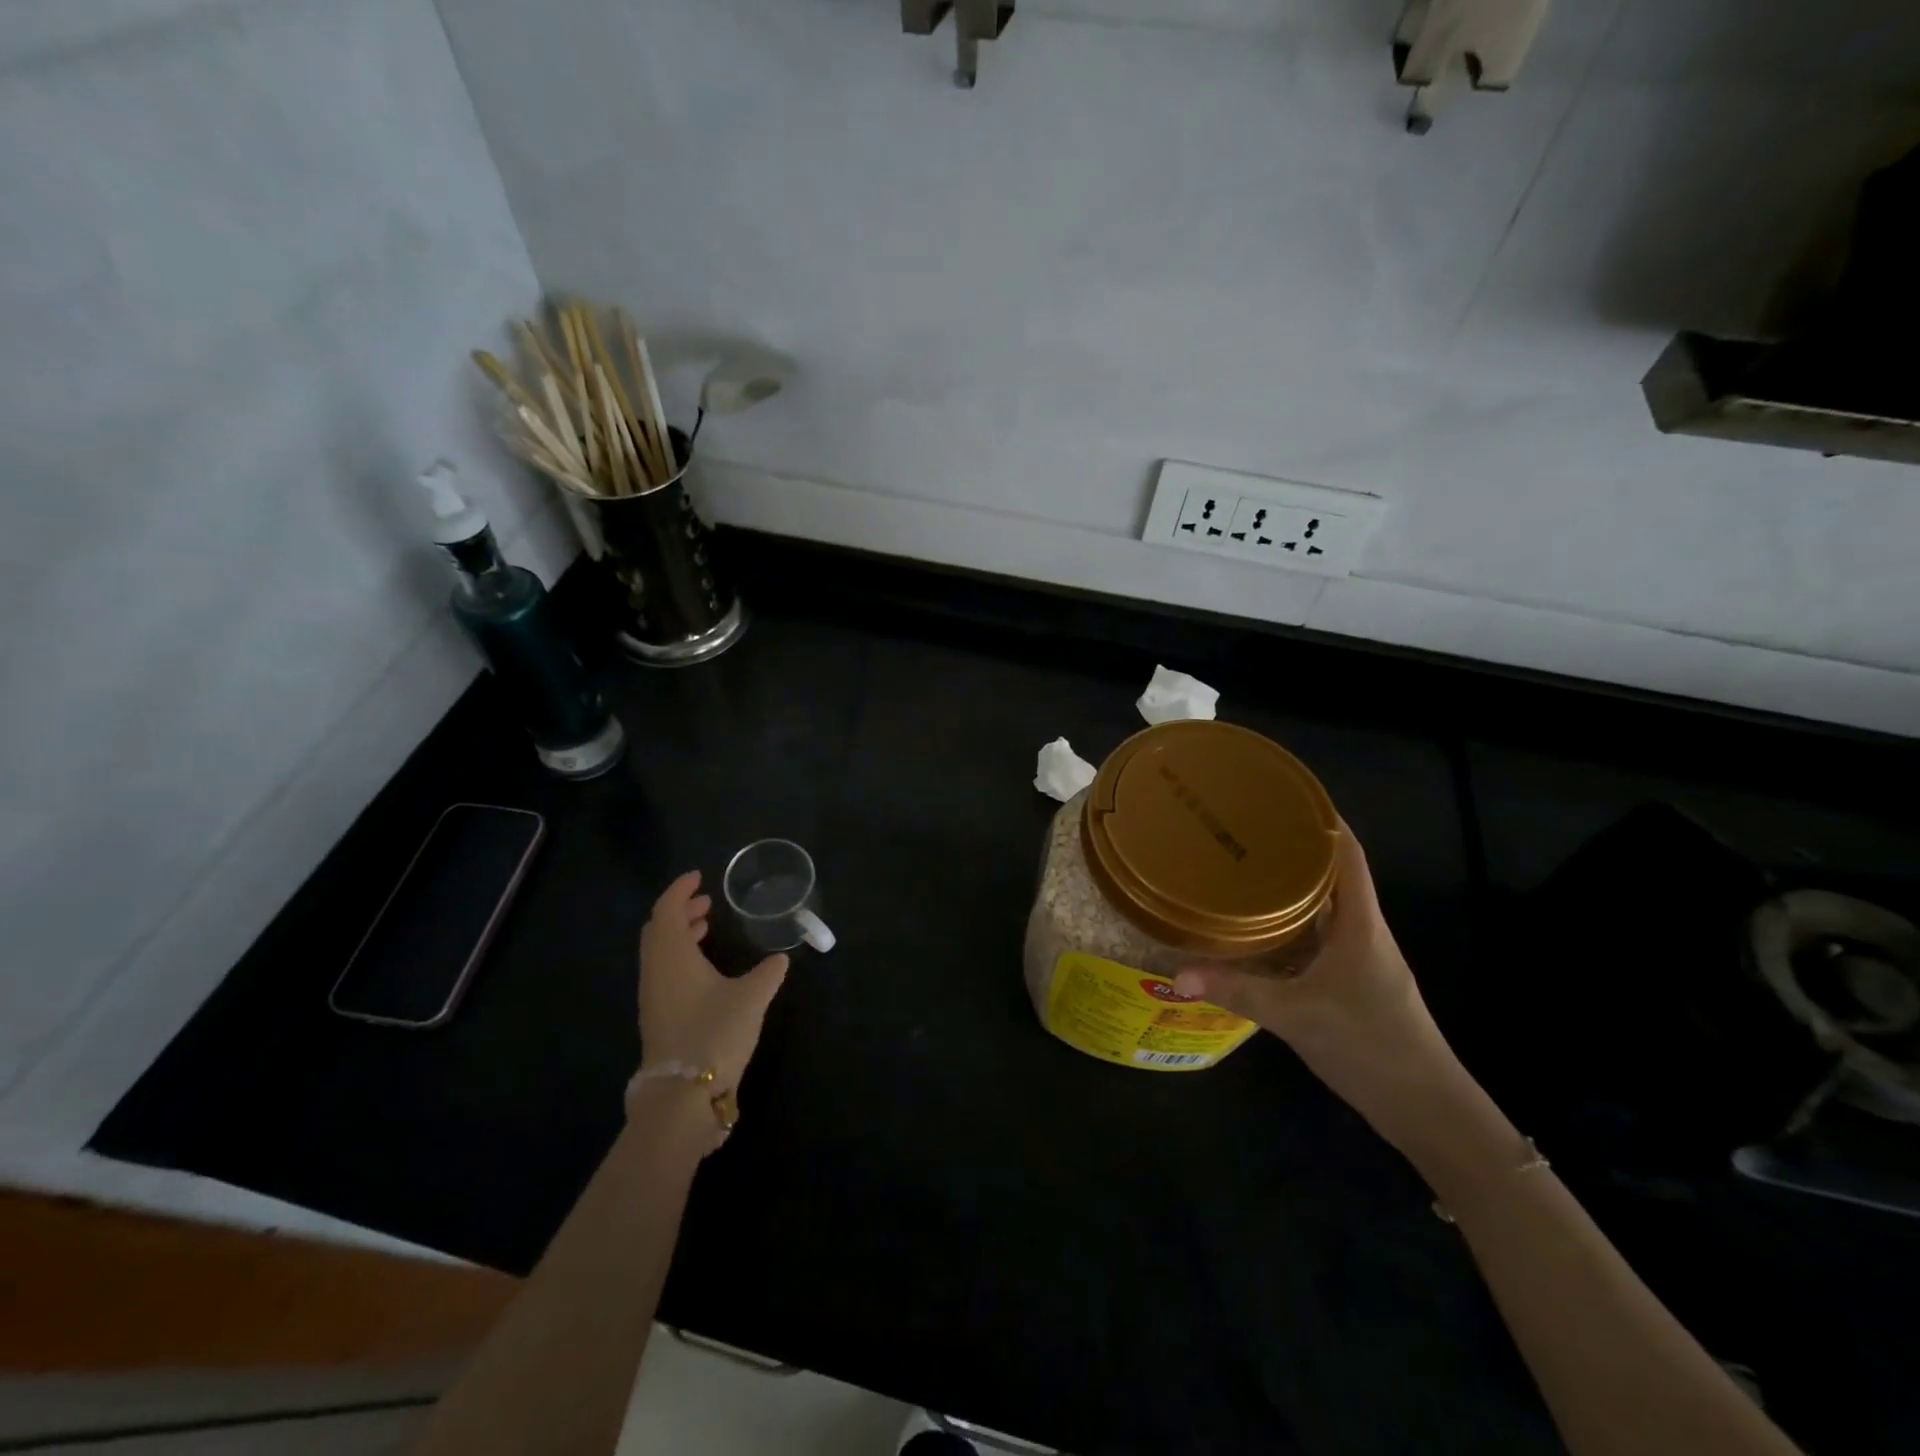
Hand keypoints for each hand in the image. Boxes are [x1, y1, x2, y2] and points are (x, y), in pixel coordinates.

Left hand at [637, 870, 789, 1107]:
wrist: (682, 1097)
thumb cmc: (715, 1033)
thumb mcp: (752, 997)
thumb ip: (768, 973)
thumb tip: (781, 959)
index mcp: (672, 956)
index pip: (666, 910)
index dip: (680, 890)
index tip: (699, 878)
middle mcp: (656, 972)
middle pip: (658, 930)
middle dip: (679, 911)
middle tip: (706, 903)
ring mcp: (654, 997)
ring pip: (659, 952)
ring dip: (679, 935)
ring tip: (705, 929)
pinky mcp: (658, 1018)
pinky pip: (663, 972)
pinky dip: (680, 957)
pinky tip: (704, 970)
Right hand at [1173, 823, 1471, 1151]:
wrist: (1425, 1108)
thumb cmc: (1370, 1045)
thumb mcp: (1296, 1015)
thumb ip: (1237, 990)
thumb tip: (1178, 974)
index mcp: (1360, 923)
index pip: (1348, 854)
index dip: (1323, 820)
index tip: (1286, 795)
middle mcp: (1362, 931)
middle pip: (1332, 874)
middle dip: (1294, 849)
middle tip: (1246, 829)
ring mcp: (1359, 958)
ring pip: (1323, 907)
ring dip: (1291, 887)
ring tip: (1244, 868)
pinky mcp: (1351, 982)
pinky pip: (1317, 936)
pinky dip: (1290, 923)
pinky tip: (1257, 928)